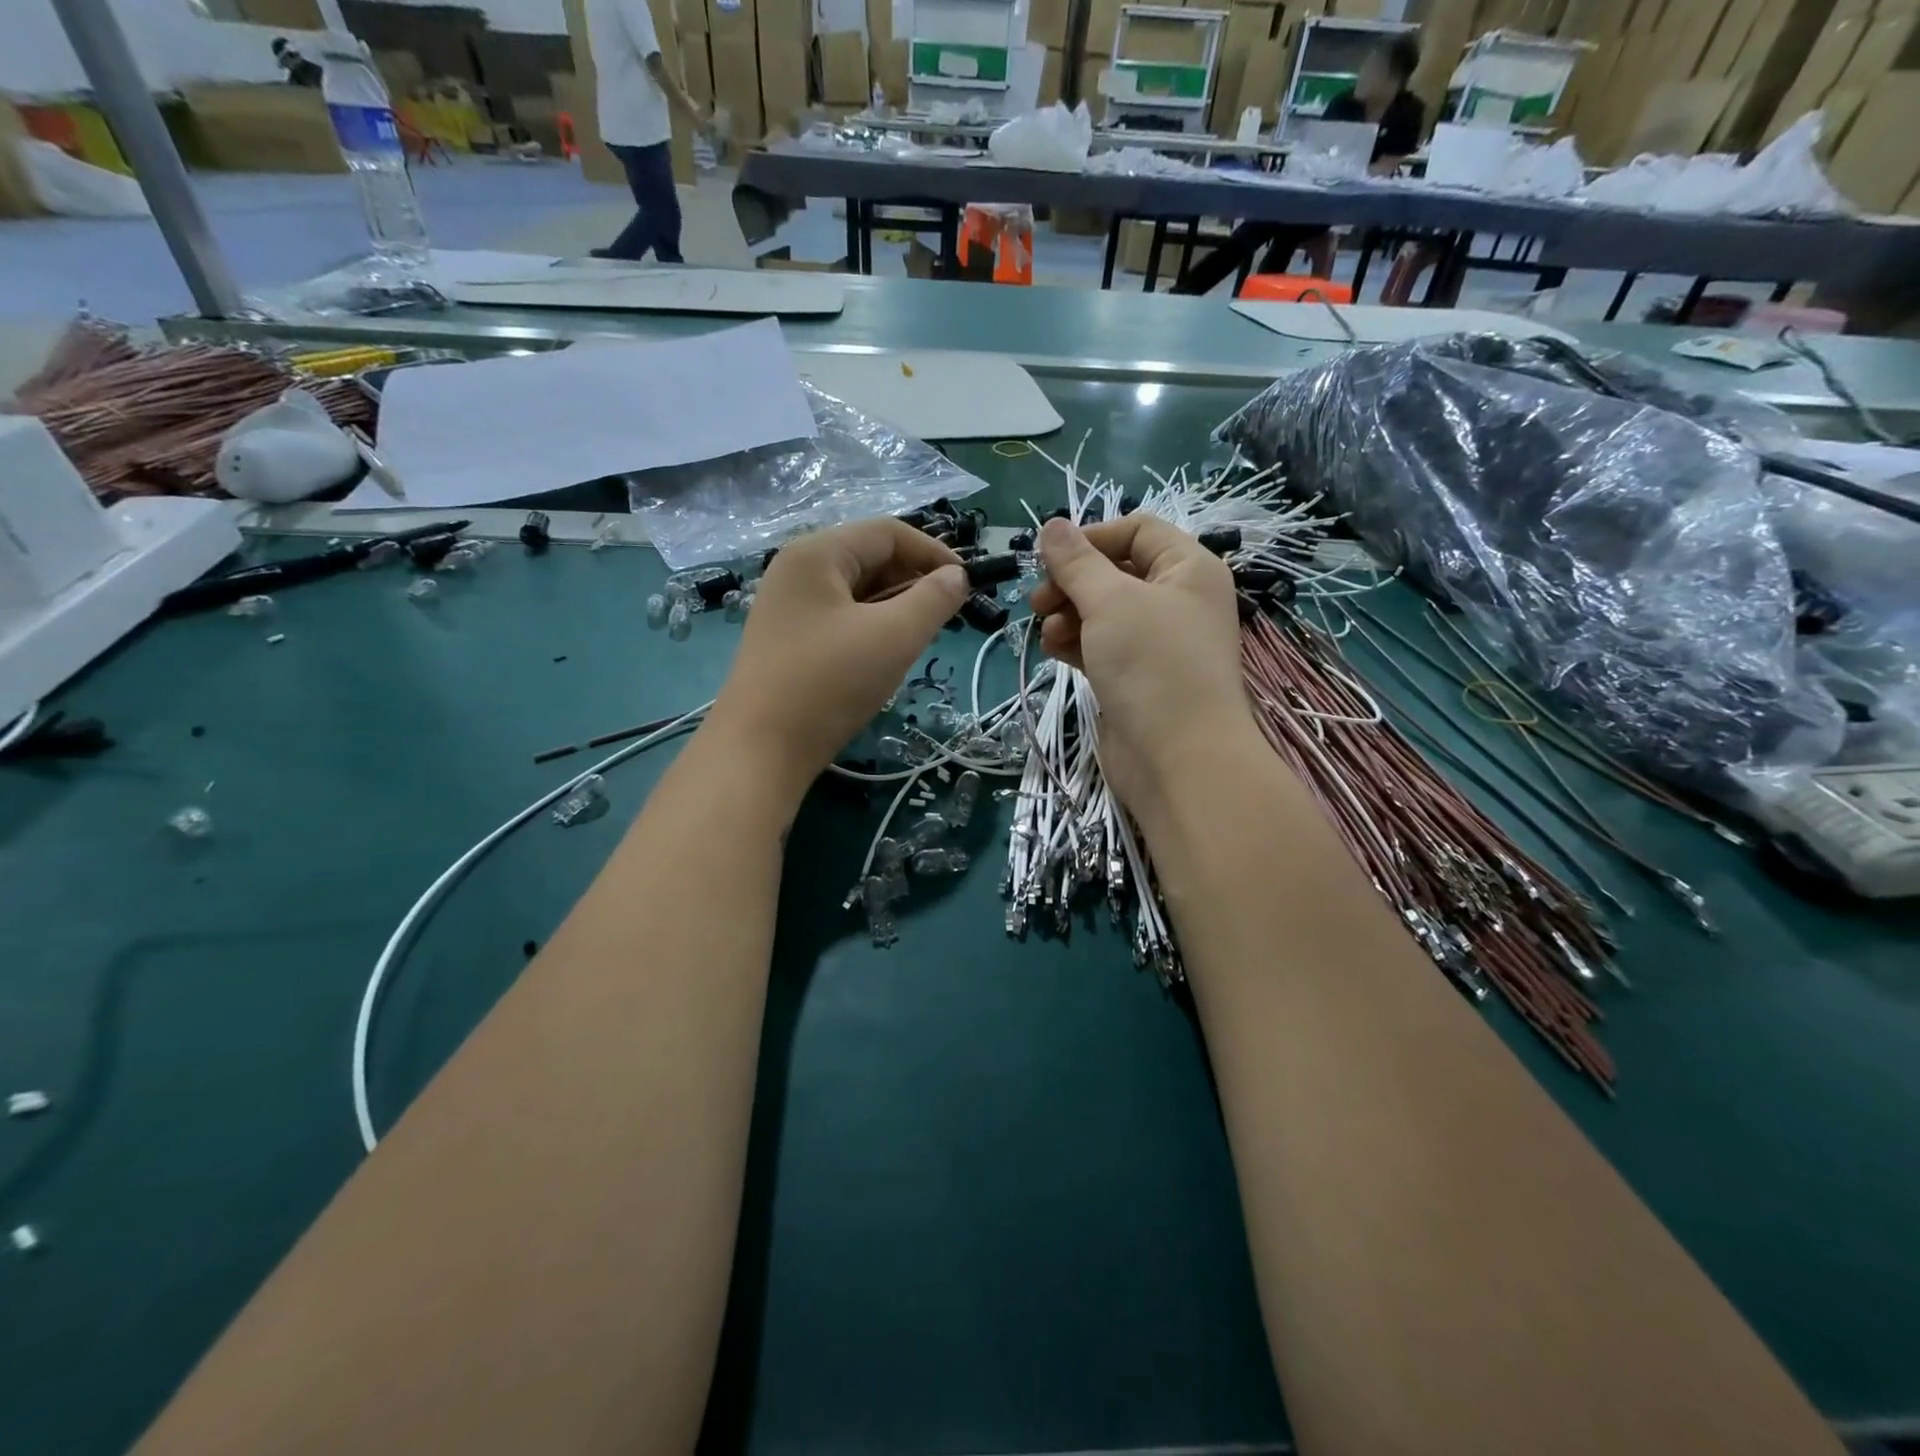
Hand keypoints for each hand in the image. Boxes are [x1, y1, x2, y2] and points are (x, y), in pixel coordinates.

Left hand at [707, 519, 966, 800]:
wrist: (760, 750)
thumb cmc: (829, 684)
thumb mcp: (893, 638)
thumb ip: (933, 600)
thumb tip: (957, 576)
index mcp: (816, 553)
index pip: (888, 532)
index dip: (933, 552)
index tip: (967, 585)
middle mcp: (796, 569)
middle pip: (869, 557)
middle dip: (913, 581)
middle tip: (944, 617)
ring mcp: (788, 604)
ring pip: (856, 590)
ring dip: (894, 606)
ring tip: (918, 638)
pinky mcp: (787, 637)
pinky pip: (840, 616)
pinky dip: (870, 626)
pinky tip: (884, 655)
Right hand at [1029, 515, 1257, 820]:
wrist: (1179, 759)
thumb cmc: (1152, 665)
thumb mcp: (1110, 602)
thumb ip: (1077, 562)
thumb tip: (1051, 526)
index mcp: (1188, 569)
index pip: (1137, 531)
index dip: (1091, 538)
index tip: (1048, 558)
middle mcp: (1178, 600)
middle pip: (1116, 572)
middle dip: (1072, 582)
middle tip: (1037, 600)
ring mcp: (1158, 643)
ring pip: (1104, 612)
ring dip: (1068, 614)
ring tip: (1045, 631)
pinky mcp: (1138, 678)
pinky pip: (1102, 646)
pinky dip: (1076, 643)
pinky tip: (1052, 650)